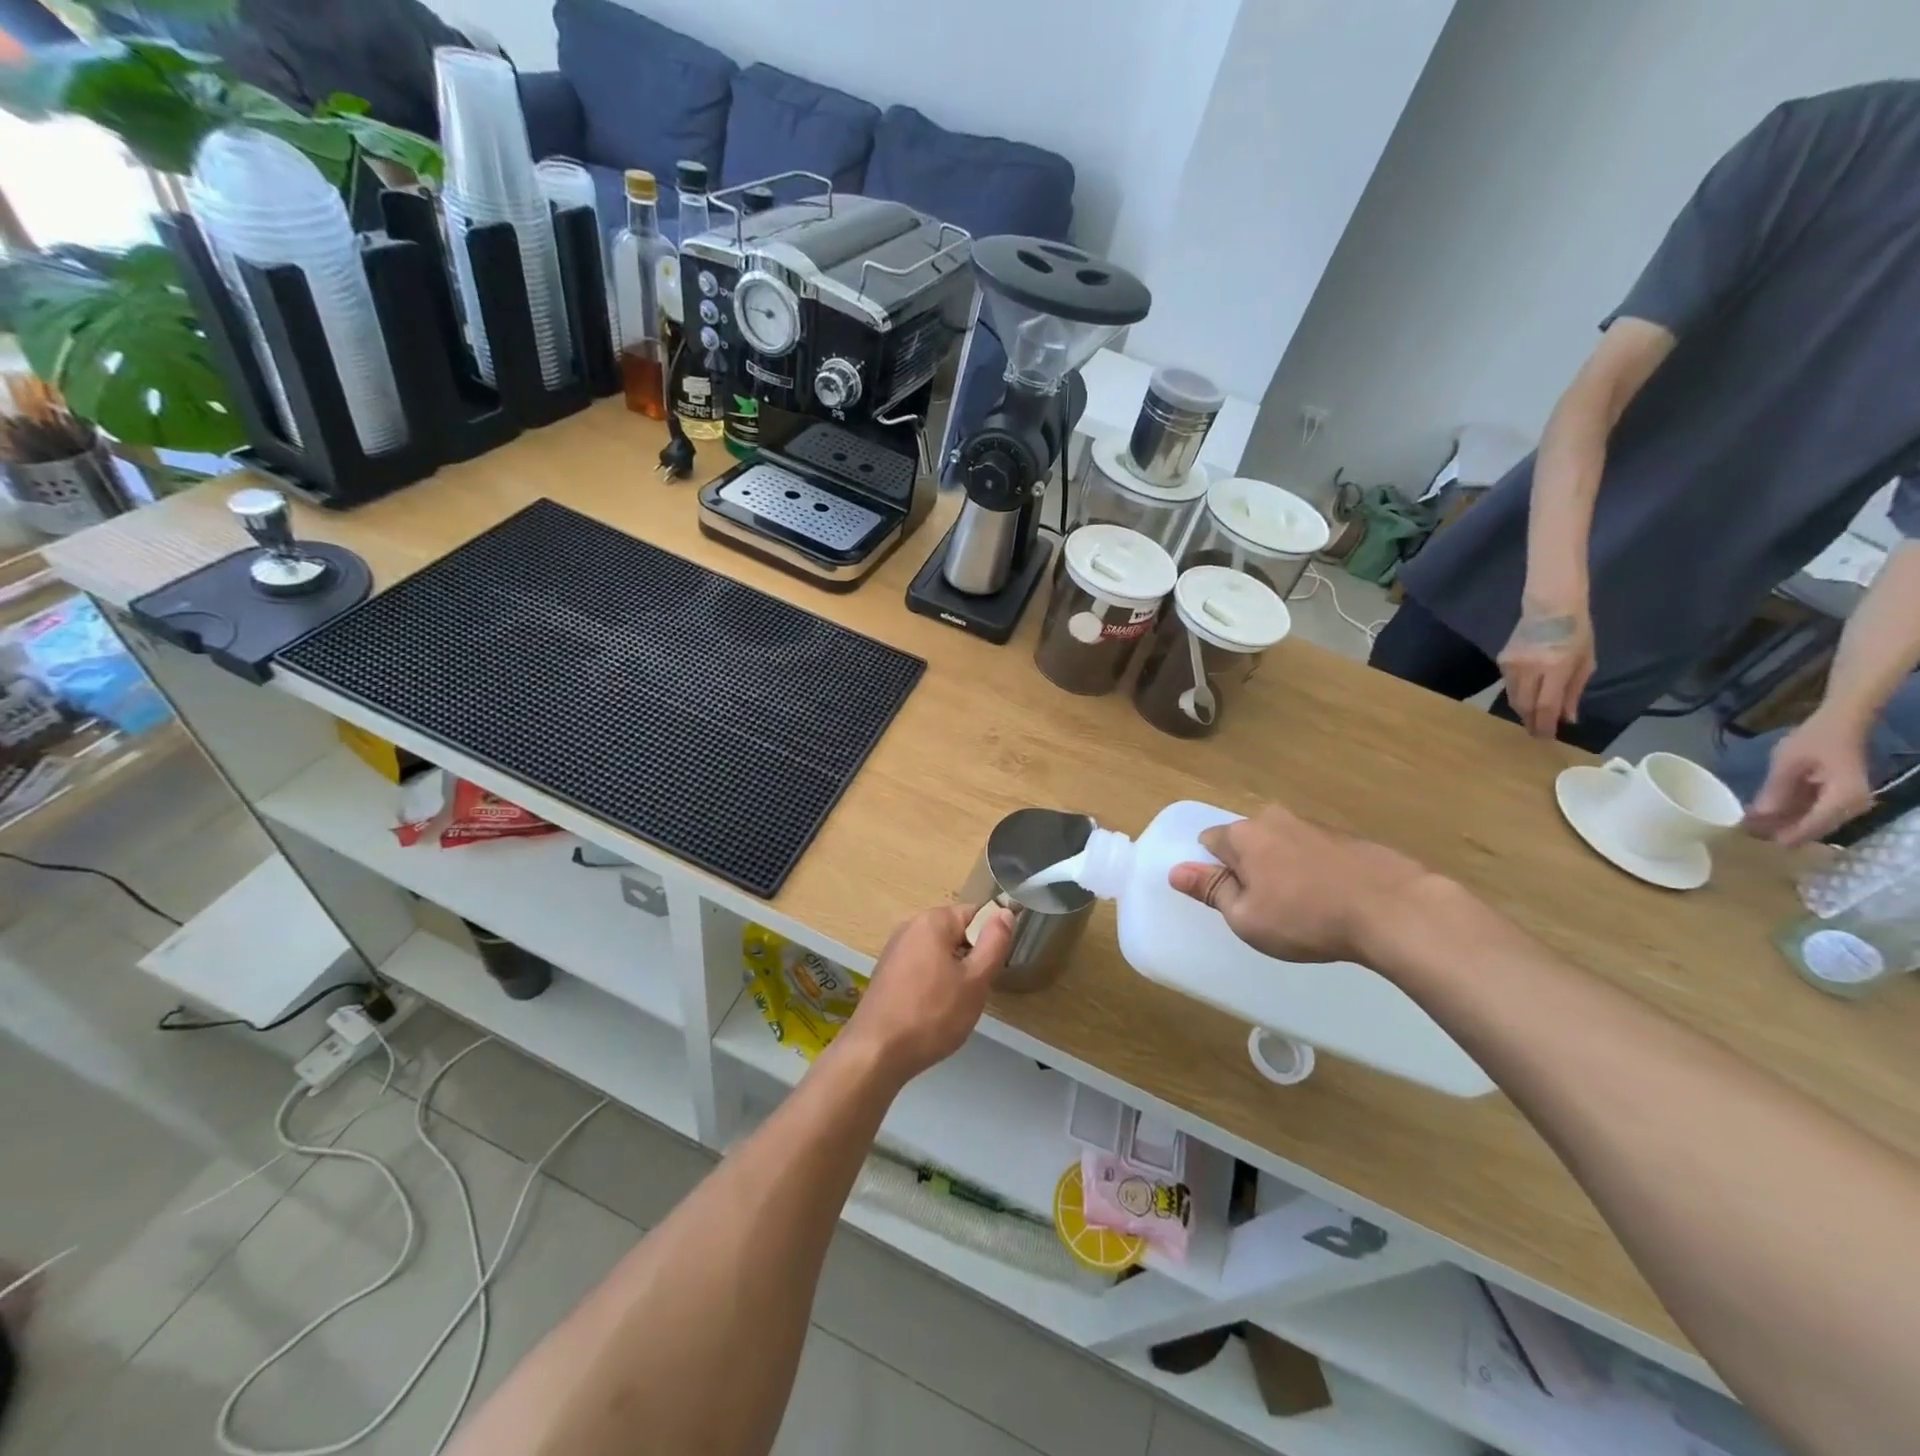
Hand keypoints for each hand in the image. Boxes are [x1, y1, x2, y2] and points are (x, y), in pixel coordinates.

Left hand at [840, 903, 1013, 1085]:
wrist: (876, 1053)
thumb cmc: (932, 1014)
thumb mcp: (975, 980)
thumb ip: (995, 942)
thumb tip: (1005, 912)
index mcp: (932, 920)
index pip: (975, 914)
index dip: (991, 938)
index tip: (992, 969)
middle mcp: (910, 927)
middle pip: (956, 933)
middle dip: (971, 959)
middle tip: (975, 991)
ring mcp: (894, 950)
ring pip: (939, 954)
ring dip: (953, 974)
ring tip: (954, 1005)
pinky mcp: (886, 973)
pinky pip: (921, 968)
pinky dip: (933, 984)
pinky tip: (932, 1012)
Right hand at [1167, 805, 1436, 964]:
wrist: (1395, 910)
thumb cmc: (1306, 918)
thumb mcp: (1246, 918)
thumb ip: (1211, 891)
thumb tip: (1177, 870)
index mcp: (1244, 835)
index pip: (1209, 842)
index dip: (1213, 871)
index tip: (1229, 899)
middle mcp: (1275, 819)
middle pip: (1247, 842)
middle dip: (1249, 869)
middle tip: (1266, 908)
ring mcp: (1316, 826)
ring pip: (1283, 847)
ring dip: (1284, 871)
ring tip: (1305, 910)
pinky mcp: (1350, 839)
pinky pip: (1316, 854)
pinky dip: (1316, 873)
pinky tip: (1334, 903)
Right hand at [1497, 601, 1596, 737]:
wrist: (1550, 607)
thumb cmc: (1576, 632)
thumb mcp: (1586, 662)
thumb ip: (1574, 691)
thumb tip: (1567, 718)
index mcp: (1556, 668)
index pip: (1546, 705)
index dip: (1545, 725)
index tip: (1546, 738)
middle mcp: (1530, 669)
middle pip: (1524, 705)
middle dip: (1531, 721)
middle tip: (1537, 734)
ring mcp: (1512, 665)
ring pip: (1513, 697)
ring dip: (1523, 711)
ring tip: (1531, 719)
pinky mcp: (1501, 661)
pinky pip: (1508, 685)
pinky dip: (1517, 695)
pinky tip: (1525, 698)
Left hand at [1745, 714, 1874, 845]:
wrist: (1840, 725)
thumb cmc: (1813, 740)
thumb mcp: (1788, 764)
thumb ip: (1775, 791)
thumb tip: (1758, 818)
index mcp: (1843, 799)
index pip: (1811, 827)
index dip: (1780, 836)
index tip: (1750, 841)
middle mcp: (1852, 807)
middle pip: (1811, 830)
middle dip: (1777, 833)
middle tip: (1740, 835)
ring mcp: (1846, 805)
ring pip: (1810, 825)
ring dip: (1781, 826)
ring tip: (1744, 827)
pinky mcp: (1837, 800)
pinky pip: (1812, 815)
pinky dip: (1788, 817)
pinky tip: (1760, 816)